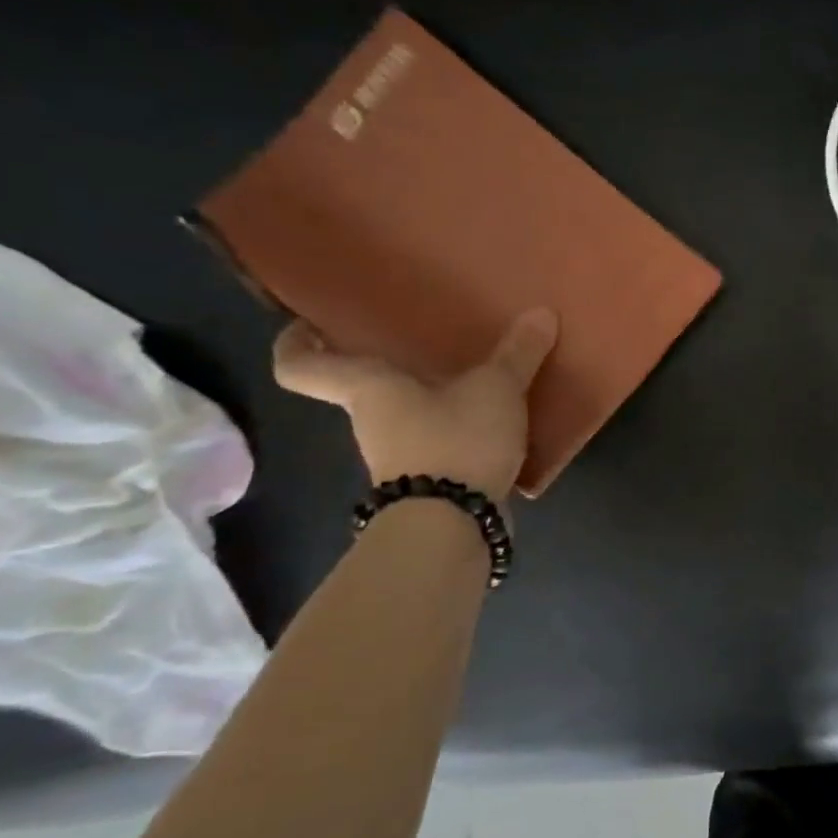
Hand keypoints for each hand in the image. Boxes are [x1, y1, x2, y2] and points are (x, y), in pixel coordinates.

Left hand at [272, 310, 557, 502]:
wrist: (454, 524)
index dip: (296, 342)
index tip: (309, 323)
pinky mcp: (430, 482)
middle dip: (388, 366)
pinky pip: (437, 443)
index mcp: (368, 389)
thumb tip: (541, 313)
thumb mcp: (496, 388)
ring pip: (404, 417)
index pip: (301, 366)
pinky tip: (493, 421)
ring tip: (473, 376)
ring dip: (429, 400)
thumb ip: (517, 353)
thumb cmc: (455, 440)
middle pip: (362, 389)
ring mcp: (399, 457)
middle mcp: (371, 422)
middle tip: (422, 338)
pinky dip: (457, 431)